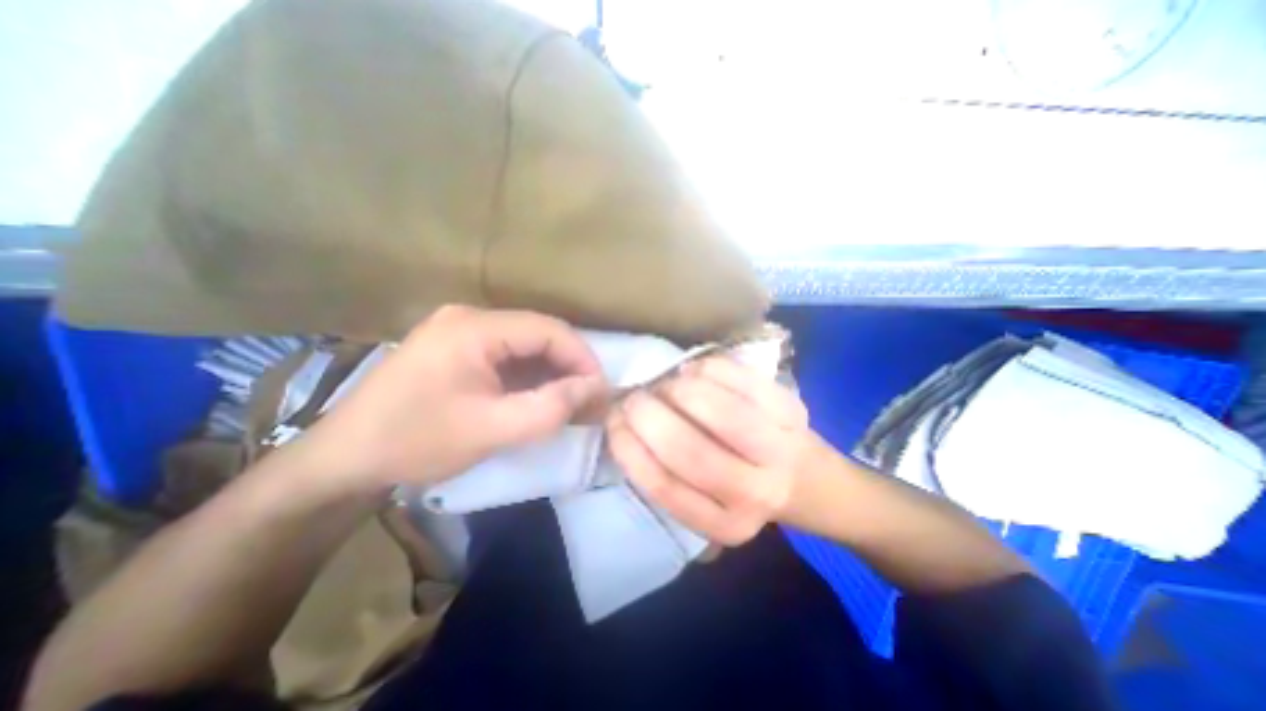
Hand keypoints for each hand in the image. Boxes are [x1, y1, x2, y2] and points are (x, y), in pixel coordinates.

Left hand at [304, 306, 605, 492]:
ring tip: (570, 402)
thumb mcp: (491, 429)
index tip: (601, 390)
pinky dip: (530, 376)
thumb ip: (549, 408)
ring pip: (525, 345)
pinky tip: (539, 397)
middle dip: (569, 367)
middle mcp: (469, 317)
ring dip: (552, 372)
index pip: (549, 330)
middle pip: (538, 335)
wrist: (344, 459)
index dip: (582, 358)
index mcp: (474, 327)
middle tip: (589, 400)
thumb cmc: (416, 441)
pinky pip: (508, 355)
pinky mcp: (457, 348)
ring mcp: (461, 330)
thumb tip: (595, 388)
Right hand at [607, 359, 816, 546]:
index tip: (613, 421)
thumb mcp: (705, 503)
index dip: (629, 447)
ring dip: (677, 390)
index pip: (662, 486)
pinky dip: (707, 369)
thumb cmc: (745, 489)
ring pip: (717, 411)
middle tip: (634, 398)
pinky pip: (740, 379)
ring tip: (665, 386)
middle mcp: (754, 494)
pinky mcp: (791, 411)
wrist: (809, 480)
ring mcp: (779, 449)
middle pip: (688, 450)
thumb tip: (624, 423)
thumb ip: (666, 475)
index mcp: (724, 524)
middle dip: (648, 415)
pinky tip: (693, 373)